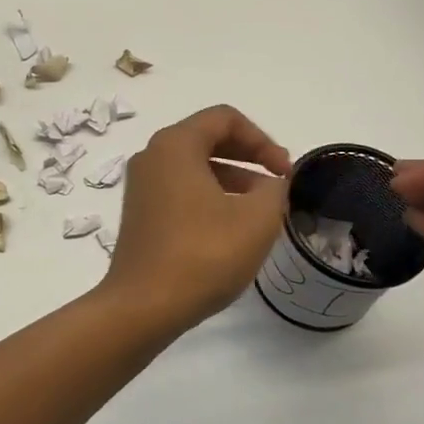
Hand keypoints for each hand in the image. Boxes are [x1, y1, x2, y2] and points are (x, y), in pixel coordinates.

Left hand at [102, 105, 291, 339]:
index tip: (284, 171)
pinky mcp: (139, 212)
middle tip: (277, 183)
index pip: (224, 118)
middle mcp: (152, 156)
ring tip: (261, 209)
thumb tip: (273, 182)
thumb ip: (275, 189)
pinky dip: (209, 196)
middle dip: (248, 156)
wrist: (144, 305)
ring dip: (232, 178)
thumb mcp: (257, 219)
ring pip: (194, 166)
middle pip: (207, 138)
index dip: (262, 139)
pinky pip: (180, 189)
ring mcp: (141, 185)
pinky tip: (230, 227)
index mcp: (175, 145)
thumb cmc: (203, 254)